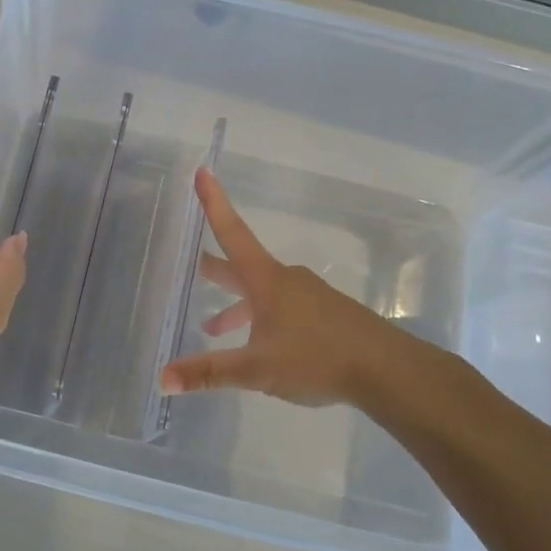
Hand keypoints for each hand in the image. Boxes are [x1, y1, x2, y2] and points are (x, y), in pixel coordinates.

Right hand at [160, 169, 426, 407]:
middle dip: (216, 268)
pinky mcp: (326, 316)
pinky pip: (283, 309)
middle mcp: (286, 280)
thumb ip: (209, 373)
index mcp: (266, 281)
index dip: (213, 203)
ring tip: (214, 328)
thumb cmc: (316, 358)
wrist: (387, 370)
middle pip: (242, 266)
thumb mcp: (256, 369)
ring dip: (237, 305)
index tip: (203, 171)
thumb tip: (162, 379)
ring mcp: (309, 296)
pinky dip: (261, 319)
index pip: (232, 233)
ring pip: (263, 293)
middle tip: (193, 265)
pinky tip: (261, 347)